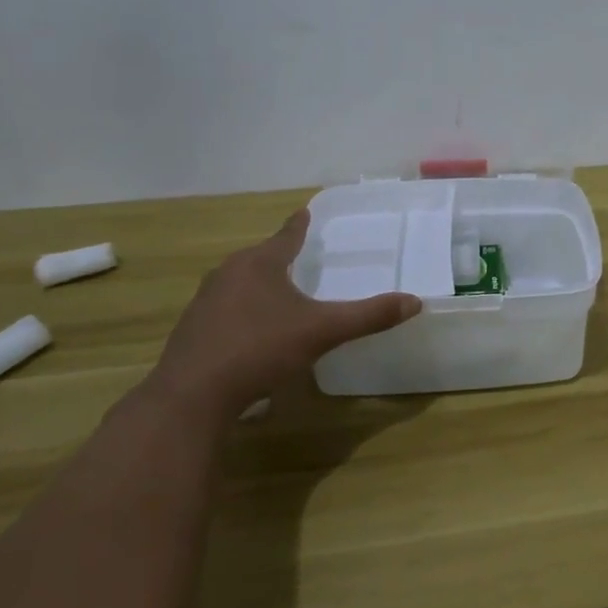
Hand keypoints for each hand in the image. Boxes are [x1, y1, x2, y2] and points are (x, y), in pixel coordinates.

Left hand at [148, 210, 420, 414]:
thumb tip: (415, 302)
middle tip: (299, 256)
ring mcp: (205, 302)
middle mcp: (228, 274)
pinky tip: (252, 332)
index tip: (305, 212)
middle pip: (260, 257)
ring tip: (278, 293)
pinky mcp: (192, 331)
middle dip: (279, 256)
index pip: (286, 236)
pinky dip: (243, 311)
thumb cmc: (261, 349)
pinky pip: (225, 309)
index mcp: (260, 264)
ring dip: (259, 285)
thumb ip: (368, 316)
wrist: (192, 395)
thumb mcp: (323, 331)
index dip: (299, 226)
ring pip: (239, 283)